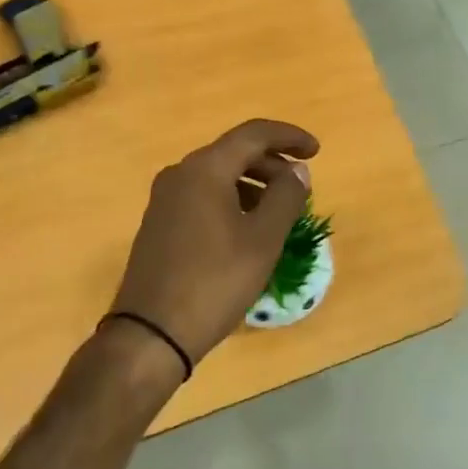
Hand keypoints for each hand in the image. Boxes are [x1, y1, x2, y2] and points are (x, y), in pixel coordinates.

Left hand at [108, 119, 318, 366]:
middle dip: (272, 163)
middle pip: (234, 152)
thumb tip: (297, 170)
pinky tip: (247, 227)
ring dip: (253, 183)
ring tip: (279, 210)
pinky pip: (202, 196)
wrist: (151, 334)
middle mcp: (180, 174)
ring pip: (218, 175)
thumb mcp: (262, 240)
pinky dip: (231, 199)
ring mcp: (165, 199)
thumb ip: (286, 197)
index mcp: (204, 169)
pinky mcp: (159, 224)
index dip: (288, 136)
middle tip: (301, 185)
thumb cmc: (215, 282)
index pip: (253, 134)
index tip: (316, 150)